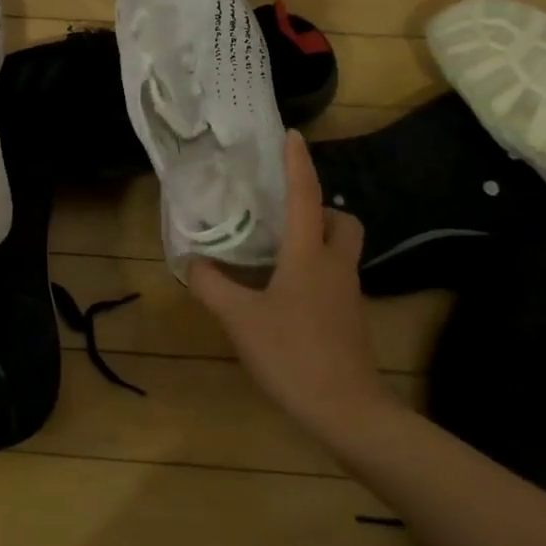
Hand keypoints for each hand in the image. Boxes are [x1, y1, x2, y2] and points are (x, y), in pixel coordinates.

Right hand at [186, 130, 390, 449]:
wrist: (348, 411)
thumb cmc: (293, 354)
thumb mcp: (240, 319)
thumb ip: (212, 286)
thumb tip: (193, 261)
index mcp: (309, 256)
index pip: (305, 196)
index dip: (298, 163)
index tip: (292, 135)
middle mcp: (335, 266)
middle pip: (343, 221)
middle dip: (322, 209)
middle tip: (286, 216)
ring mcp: (349, 295)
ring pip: (342, 251)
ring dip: (319, 241)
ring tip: (277, 253)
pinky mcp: (352, 320)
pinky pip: (336, 279)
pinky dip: (316, 272)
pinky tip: (286, 295)